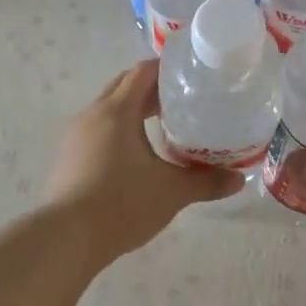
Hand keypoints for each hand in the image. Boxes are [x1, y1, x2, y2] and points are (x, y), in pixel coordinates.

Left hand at [42, 60, 245, 262]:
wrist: (66, 237)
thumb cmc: (122, 203)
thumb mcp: (172, 192)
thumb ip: (206, 182)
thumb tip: (240, 179)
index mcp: (117, 110)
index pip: (142, 72)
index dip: (166, 68)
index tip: (190, 75)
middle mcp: (93, 114)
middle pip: (124, 86)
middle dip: (151, 89)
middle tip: (182, 100)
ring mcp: (76, 135)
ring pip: (108, 109)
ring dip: (133, 110)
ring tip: (162, 126)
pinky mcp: (68, 157)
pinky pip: (97, 130)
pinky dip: (118, 130)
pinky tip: (135, 154)